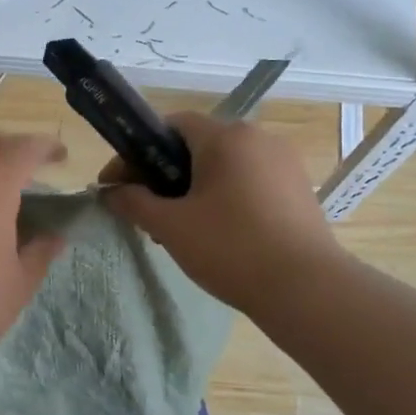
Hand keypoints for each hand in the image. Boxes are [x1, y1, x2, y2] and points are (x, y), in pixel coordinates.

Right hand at [99, 112, 343, 315]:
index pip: (171, 125)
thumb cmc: (230, 248)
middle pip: (197, 146)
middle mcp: (258, 138)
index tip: (116, 185)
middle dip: (163, 175)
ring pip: (224, 166)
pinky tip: (215, 233)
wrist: (306, 289)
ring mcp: (283, 163)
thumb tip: (109, 192)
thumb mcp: (170, 226)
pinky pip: (248, 182)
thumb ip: (134, 202)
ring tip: (177, 227)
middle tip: (144, 211)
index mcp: (226, 137)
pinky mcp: (299, 189)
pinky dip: (223, 197)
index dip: (137, 153)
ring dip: (193, 188)